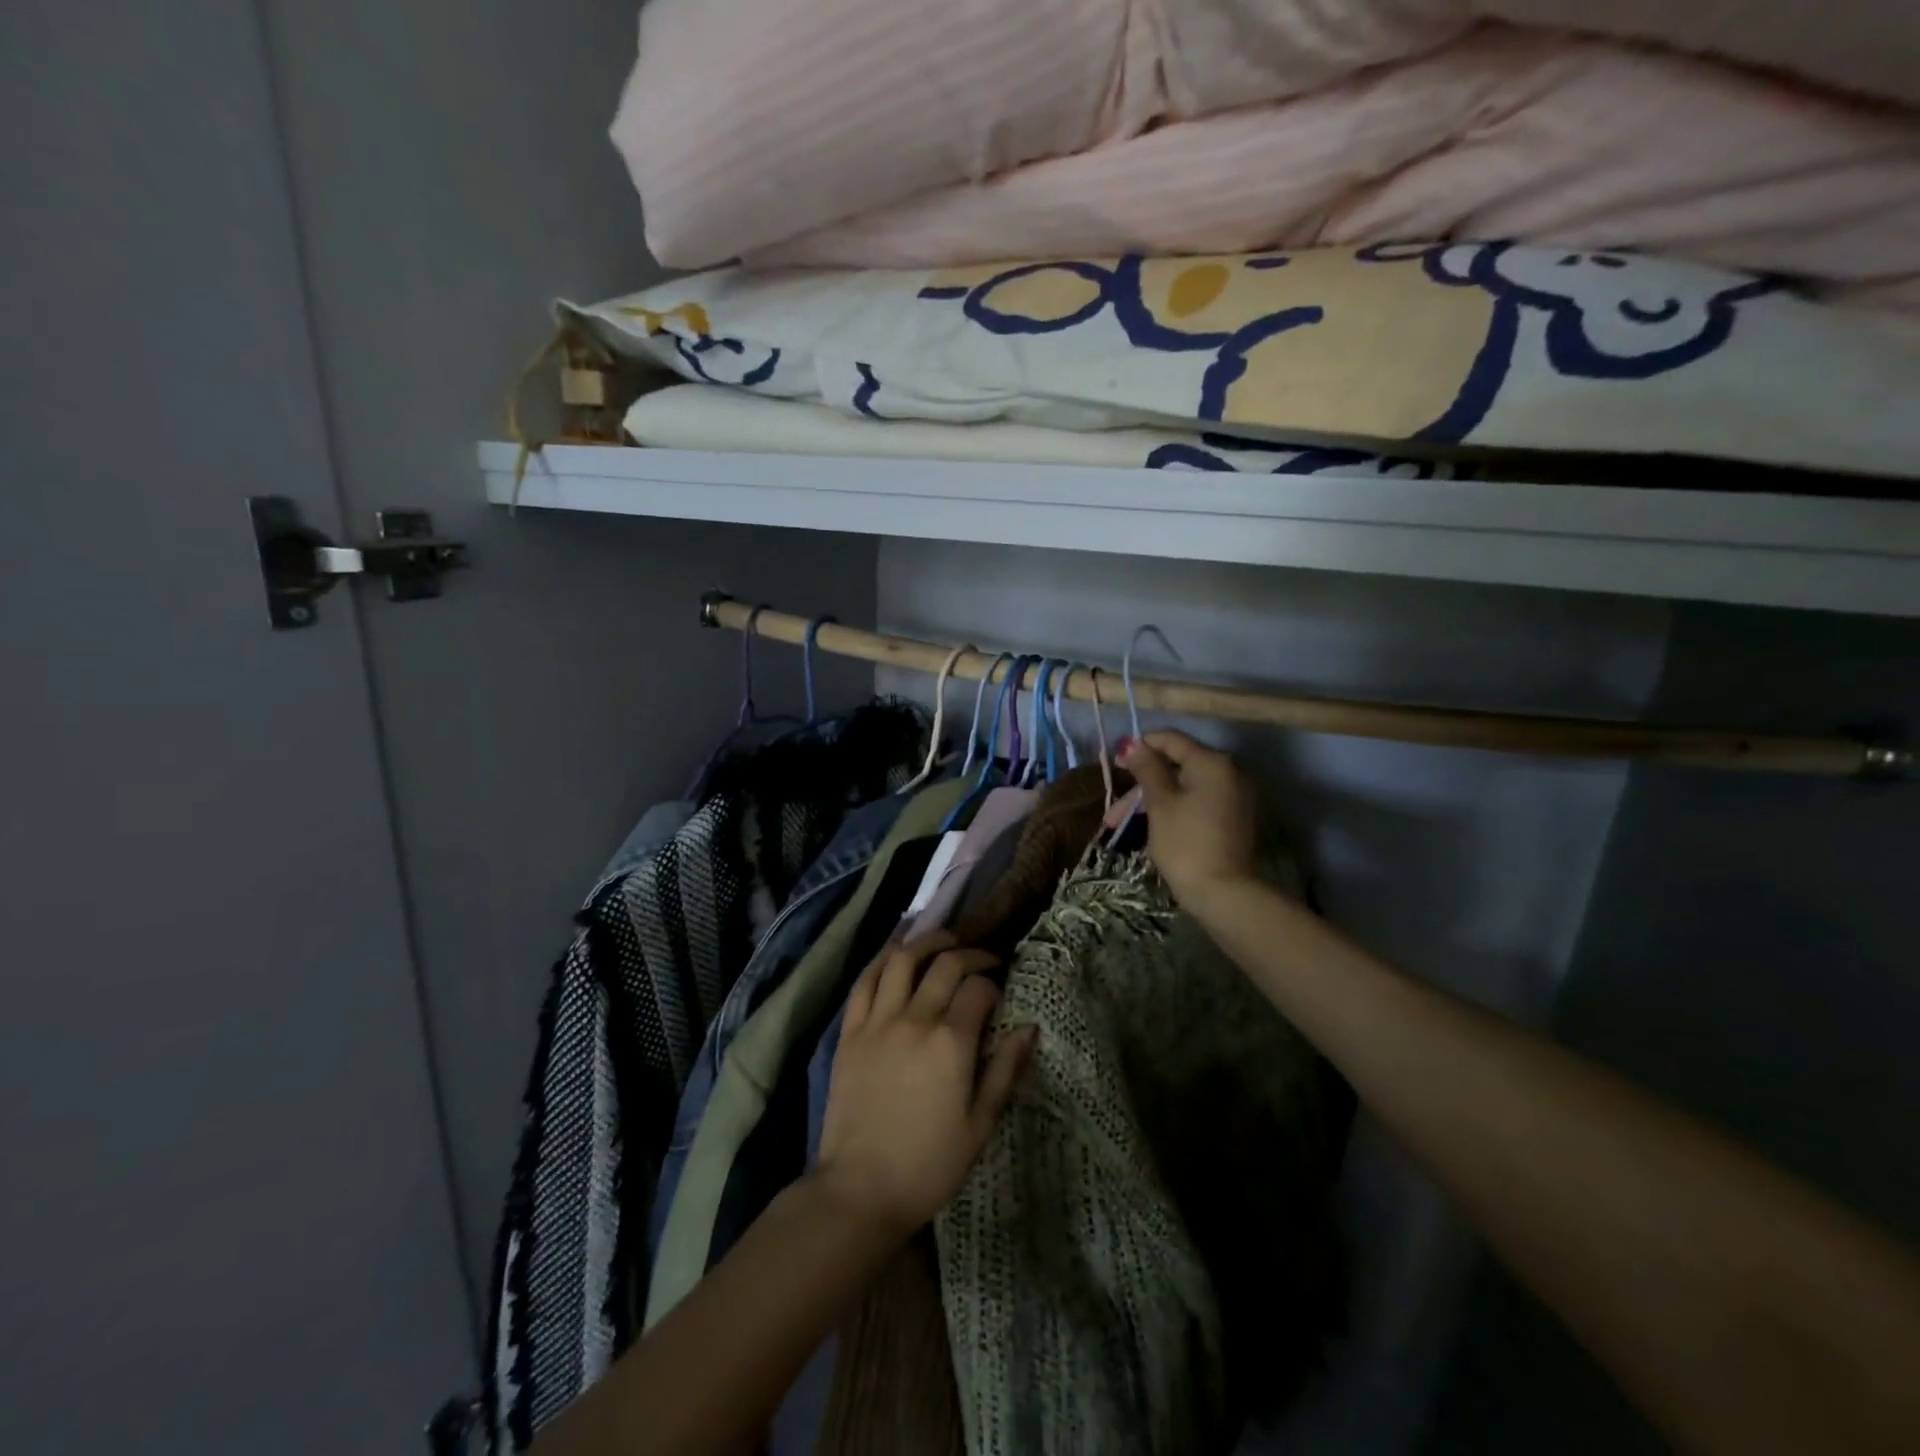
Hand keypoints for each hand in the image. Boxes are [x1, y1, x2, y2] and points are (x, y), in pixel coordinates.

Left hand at [817, 932, 1036, 1237]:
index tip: (1000, 991)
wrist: (860, 1190)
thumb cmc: (928, 1165)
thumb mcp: (980, 1126)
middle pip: (945, 964)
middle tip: (982, 960)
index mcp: (951, 1043)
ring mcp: (877, 1021)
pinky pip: (864, 981)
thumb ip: (1004, 1071)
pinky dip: (882, 960)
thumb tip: (1028, 1028)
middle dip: (969, 954)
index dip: (994, 983)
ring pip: (902, 960)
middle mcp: (915, 1019)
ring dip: (926, 942)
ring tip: (942, 941)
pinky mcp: (850, 1031)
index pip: (978, 988)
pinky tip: (896, 953)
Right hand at [1119, 730, 1258, 906]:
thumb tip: (1133, 744)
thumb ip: (1146, 769)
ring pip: (1184, 788)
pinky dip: (1173, 809)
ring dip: (1152, 801)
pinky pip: (1198, 802)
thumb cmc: (1185, 842)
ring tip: (1120, 826)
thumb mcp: (1159, 803)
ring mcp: (1234, 796)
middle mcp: (1229, 772)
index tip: (1115, 763)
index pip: (1171, 740)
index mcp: (1211, 762)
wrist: (1223, 892)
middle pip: (1176, 767)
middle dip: (1141, 785)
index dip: (1140, 747)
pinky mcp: (1233, 818)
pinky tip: (1151, 826)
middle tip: (1114, 809)